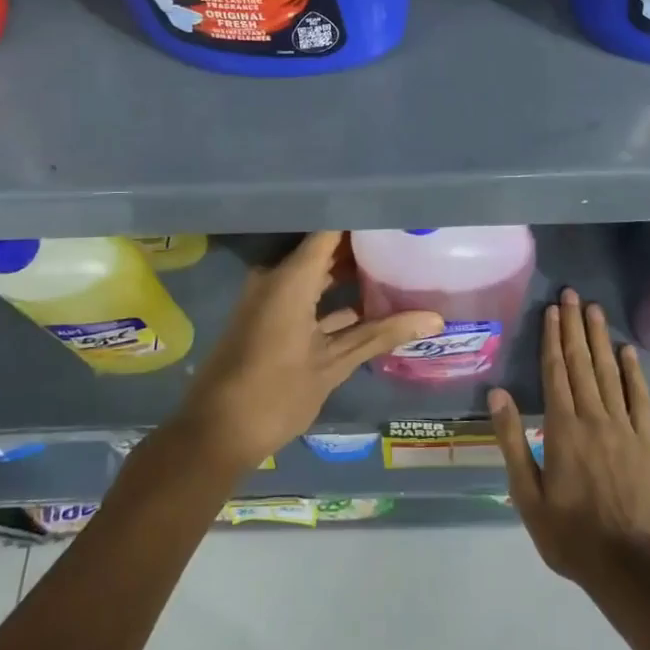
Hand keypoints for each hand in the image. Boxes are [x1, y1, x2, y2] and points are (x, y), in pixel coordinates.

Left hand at [172, 231, 441, 471]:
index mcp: (290, 278)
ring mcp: (270, 297)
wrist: (215, 434)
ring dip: (348, 272)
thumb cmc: (274, 394)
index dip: (363, 219)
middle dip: (361, 245)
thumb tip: (435, 319)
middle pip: (324, 248)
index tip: (396, 215)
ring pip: (316, 272)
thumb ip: (381, 335)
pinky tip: (368, 304)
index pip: (331, 230)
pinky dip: (332, 297)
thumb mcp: (333, 364)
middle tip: (403, 239)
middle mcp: (277, 277)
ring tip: (393, 265)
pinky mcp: (269, 317)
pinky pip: (305, 293)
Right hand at [490, 288, 649, 591]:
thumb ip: (512, 441)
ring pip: (609, 373)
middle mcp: (593, 418)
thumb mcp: (527, 495)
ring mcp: (623, 428)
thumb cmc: (570, 535)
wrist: (630, 567)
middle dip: (574, 326)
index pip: (555, 372)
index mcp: (562, 429)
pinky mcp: (646, 442)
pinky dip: (634, 372)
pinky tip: (628, 351)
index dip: (552, 338)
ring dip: (600, 338)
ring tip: (594, 309)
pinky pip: (639, 398)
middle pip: (582, 363)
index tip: (552, 310)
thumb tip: (497, 393)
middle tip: (572, 294)